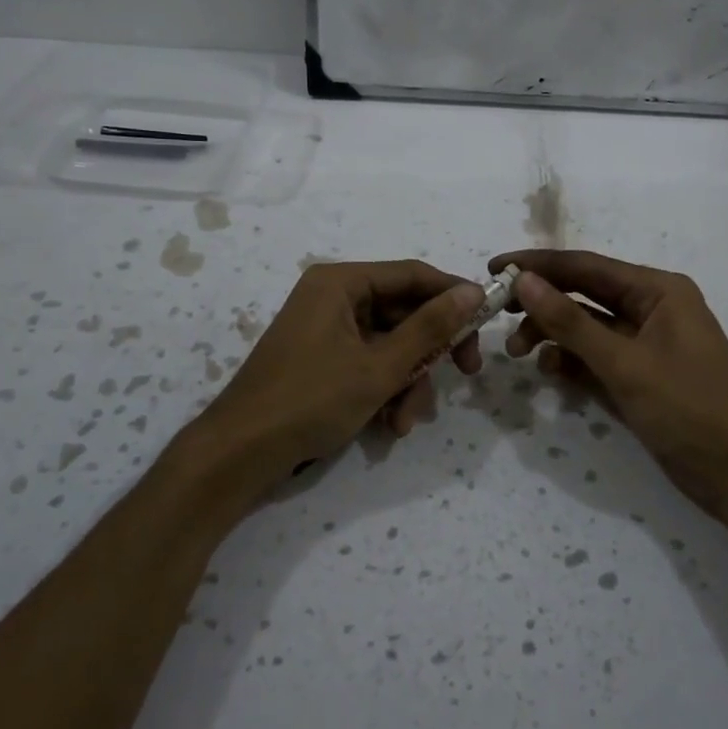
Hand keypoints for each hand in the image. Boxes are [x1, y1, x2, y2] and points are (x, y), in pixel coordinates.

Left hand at [193, 260, 483, 502]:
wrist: (241, 453)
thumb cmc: (311, 399)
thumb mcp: (380, 366)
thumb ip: (430, 328)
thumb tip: (473, 291)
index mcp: (341, 283)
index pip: (412, 275)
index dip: (453, 295)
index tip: (487, 321)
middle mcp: (333, 297)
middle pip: (403, 312)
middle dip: (429, 352)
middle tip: (464, 374)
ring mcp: (326, 330)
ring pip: (389, 344)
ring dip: (407, 381)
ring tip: (406, 420)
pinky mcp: (322, 360)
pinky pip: (368, 363)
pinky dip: (384, 390)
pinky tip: (389, 425)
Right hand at [490, 249, 727, 519]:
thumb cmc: (689, 408)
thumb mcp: (624, 363)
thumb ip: (570, 322)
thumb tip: (523, 280)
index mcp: (658, 290)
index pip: (586, 266)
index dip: (538, 265)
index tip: (495, 266)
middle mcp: (652, 308)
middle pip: (584, 295)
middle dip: (542, 305)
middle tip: (497, 317)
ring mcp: (646, 345)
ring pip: (586, 329)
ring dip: (553, 337)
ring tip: (519, 354)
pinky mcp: (640, 377)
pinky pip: (596, 358)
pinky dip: (571, 363)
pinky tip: (550, 374)